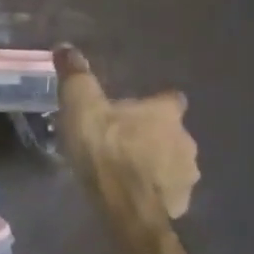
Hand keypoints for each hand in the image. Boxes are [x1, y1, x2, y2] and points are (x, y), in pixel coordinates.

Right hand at [54, 46, 198, 218]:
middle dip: (151, 135)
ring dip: (154, 164)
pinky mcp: (181, 203)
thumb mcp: (81, 106)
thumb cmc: (105, 150)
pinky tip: (132, 194)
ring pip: (171, 162)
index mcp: (166, 113)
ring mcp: (187, 174)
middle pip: (170, 132)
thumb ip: (76, 76)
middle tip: (121, 141)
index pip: (171, 99)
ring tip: (124, 171)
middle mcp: (186, 139)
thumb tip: (66, 46)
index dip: (155, 103)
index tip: (136, 109)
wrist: (125, 207)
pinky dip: (153, 190)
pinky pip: (167, 191)